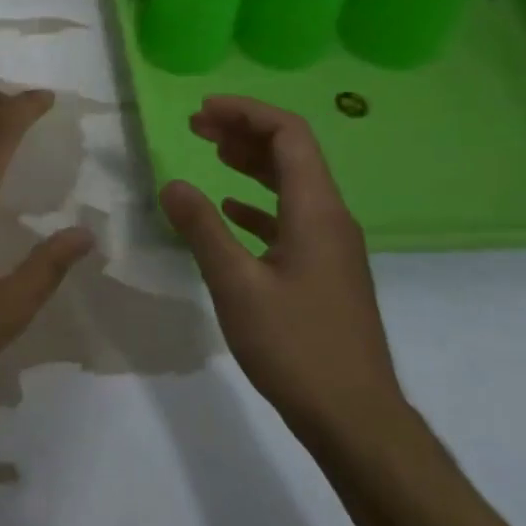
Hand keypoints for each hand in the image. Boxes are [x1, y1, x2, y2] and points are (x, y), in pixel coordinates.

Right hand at [159, 96, 407, 448]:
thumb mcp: (236, 284)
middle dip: (245, 131)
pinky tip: (232, 210)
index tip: (202, 111)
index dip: (247, 113)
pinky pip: (290, 218)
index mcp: (316, 212)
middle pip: (292, 154)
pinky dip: (258, 203)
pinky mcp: (323, 271)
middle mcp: (330, 219)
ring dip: (252, 163)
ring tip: (211, 152)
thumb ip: (202, 229)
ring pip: (292, 185)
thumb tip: (172, 184)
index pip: (289, 136)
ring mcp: (330, 246)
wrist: (353, 414)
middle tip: (197, 126)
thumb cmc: (294, 346)